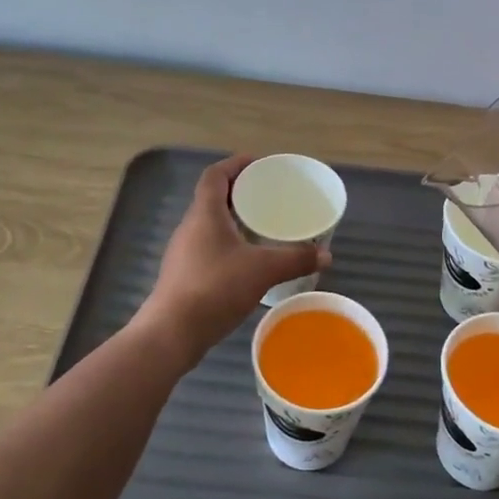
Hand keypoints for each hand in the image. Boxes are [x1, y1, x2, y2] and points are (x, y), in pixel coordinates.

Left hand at [138, 154, 327, 365]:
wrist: (171, 334)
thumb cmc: (215, 288)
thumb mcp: (263, 270)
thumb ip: (295, 259)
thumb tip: (326, 256)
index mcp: (205, 213)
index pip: (215, 175)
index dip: (236, 164)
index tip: (259, 165)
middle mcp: (190, 227)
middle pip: (213, 198)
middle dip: (241, 193)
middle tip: (270, 197)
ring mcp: (184, 252)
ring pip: (211, 224)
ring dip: (234, 220)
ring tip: (263, 227)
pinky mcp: (185, 275)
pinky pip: (209, 247)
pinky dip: (229, 244)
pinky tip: (248, 261)